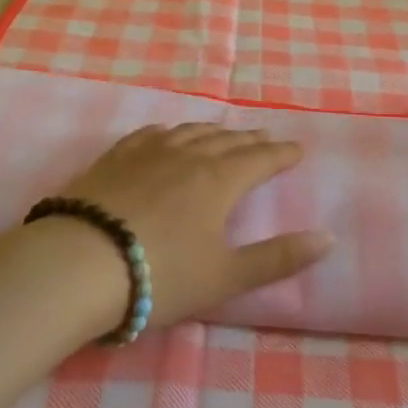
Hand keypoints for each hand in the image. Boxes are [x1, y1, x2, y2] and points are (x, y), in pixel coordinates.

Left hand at [55, 123, 333, 329]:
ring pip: (190, 132)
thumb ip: (277, 258)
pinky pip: (150, 134)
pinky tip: (166, 133)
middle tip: (267, 138)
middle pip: (227, 140)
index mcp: (219, 180)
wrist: (80, 262)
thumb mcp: (225, 277)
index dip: (282, 154)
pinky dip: (169, 131)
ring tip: (224, 133)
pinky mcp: (116, 157)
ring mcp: (149, 152)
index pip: (260, 159)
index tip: (298, 149)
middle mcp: (188, 155)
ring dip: (213, 132)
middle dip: (251, 140)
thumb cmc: (160, 274)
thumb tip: (328, 238)